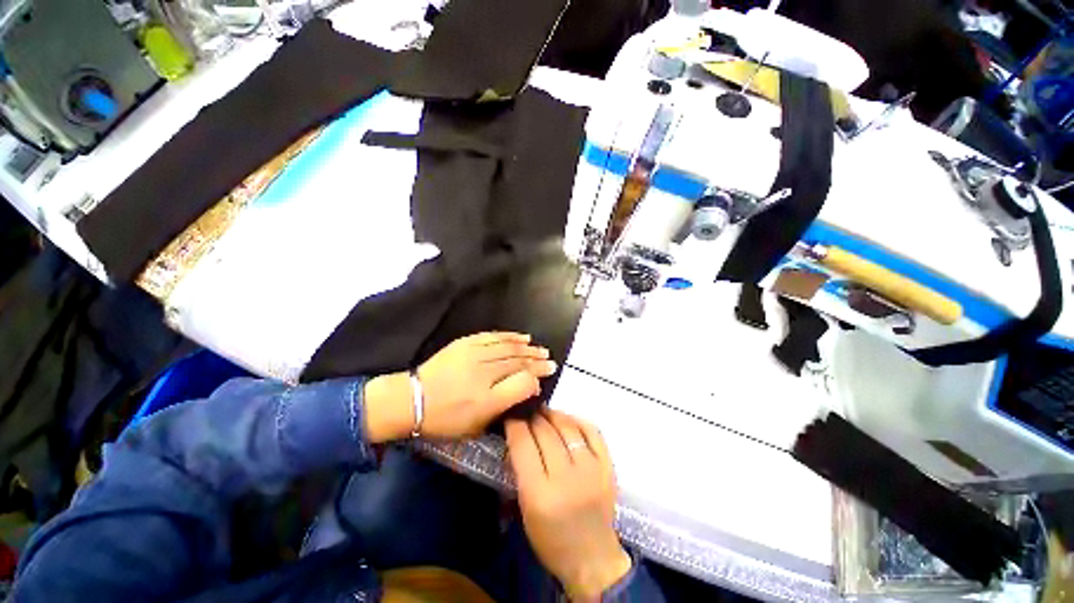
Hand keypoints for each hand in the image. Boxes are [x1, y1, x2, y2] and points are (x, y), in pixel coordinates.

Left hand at [364, 332, 556, 440]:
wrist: (413, 400)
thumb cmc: (446, 419)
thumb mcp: (476, 426)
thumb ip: (505, 408)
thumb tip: (527, 388)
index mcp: (487, 400)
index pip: (523, 382)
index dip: (538, 377)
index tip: (546, 375)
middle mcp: (484, 375)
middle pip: (519, 363)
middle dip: (538, 361)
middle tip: (550, 360)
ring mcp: (474, 355)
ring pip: (509, 348)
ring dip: (527, 348)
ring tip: (540, 348)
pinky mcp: (466, 343)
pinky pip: (493, 336)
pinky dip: (510, 336)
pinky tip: (521, 337)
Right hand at [506, 411, 631, 601]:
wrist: (593, 559)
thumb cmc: (551, 541)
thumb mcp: (525, 510)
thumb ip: (520, 471)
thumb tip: (518, 436)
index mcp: (540, 495)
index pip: (523, 445)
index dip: (515, 425)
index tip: (510, 416)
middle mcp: (567, 478)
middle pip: (545, 432)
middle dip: (531, 417)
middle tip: (525, 412)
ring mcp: (591, 469)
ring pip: (567, 426)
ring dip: (552, 414)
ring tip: (543, 411)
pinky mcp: (608, 466)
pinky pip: (592, 430)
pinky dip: (576, 420)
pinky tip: (566, 419)